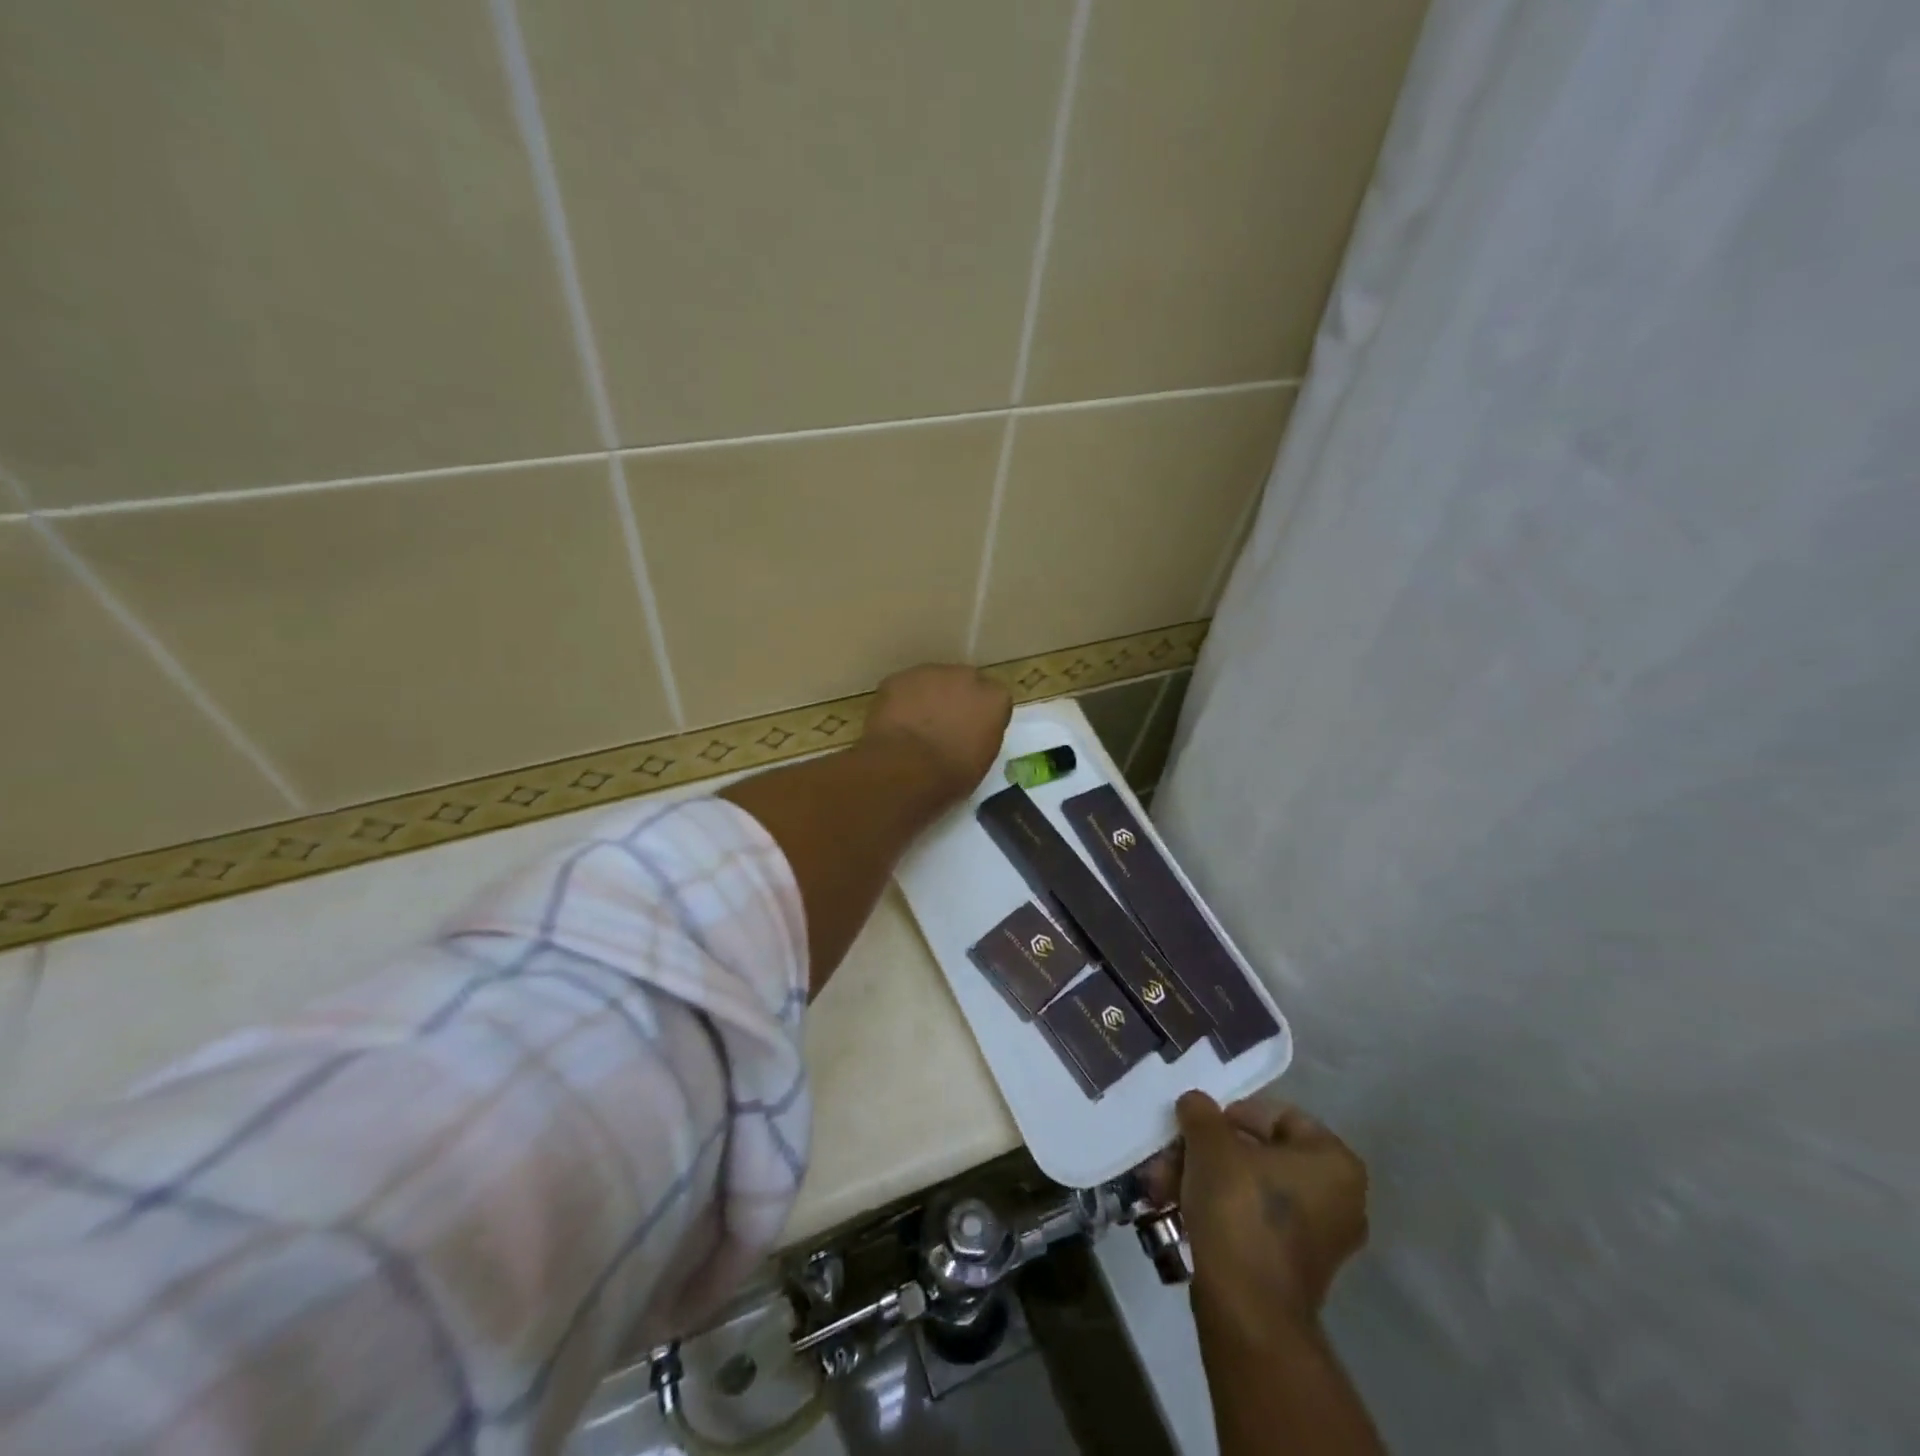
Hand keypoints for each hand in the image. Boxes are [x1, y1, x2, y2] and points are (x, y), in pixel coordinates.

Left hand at [862, 664, 1011, 802]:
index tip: (972, 732)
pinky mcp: (898, 678)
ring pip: (931, 682)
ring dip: (927, 698)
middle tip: (943, 726)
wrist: (907, 768)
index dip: (981, 716)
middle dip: (956, 700)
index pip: (995, 700)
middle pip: (964, 683)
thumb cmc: (951, 775)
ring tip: (914, 727)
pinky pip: (903, 688)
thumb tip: (970, 735)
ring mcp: (930, 673)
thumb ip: (980, 736)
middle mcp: (966, 677)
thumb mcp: (981, 762)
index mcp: (994, 699)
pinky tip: (894, 725)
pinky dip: (900, 702)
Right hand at [1149, 1091, 1368, 1328]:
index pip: (1279, 1116)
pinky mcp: (1293, 1269)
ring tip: (1159, 1184)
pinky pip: (1252, 1220)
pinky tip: (1174, 1208)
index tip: (1200, 1126)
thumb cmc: (1240, 1209)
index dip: (1233, 1114)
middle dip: (1206, 1152)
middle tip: (1170, 1154)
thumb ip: (1201, 1112)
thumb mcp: (1210, 1143)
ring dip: (1202, 1178)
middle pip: (1259, 1154)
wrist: (1247, 1309)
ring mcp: (1318, 1239)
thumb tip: (1195, 1103)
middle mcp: (1339, 1199)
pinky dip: (1216, 1209)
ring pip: (1249, 1187)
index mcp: (1334, 1162)